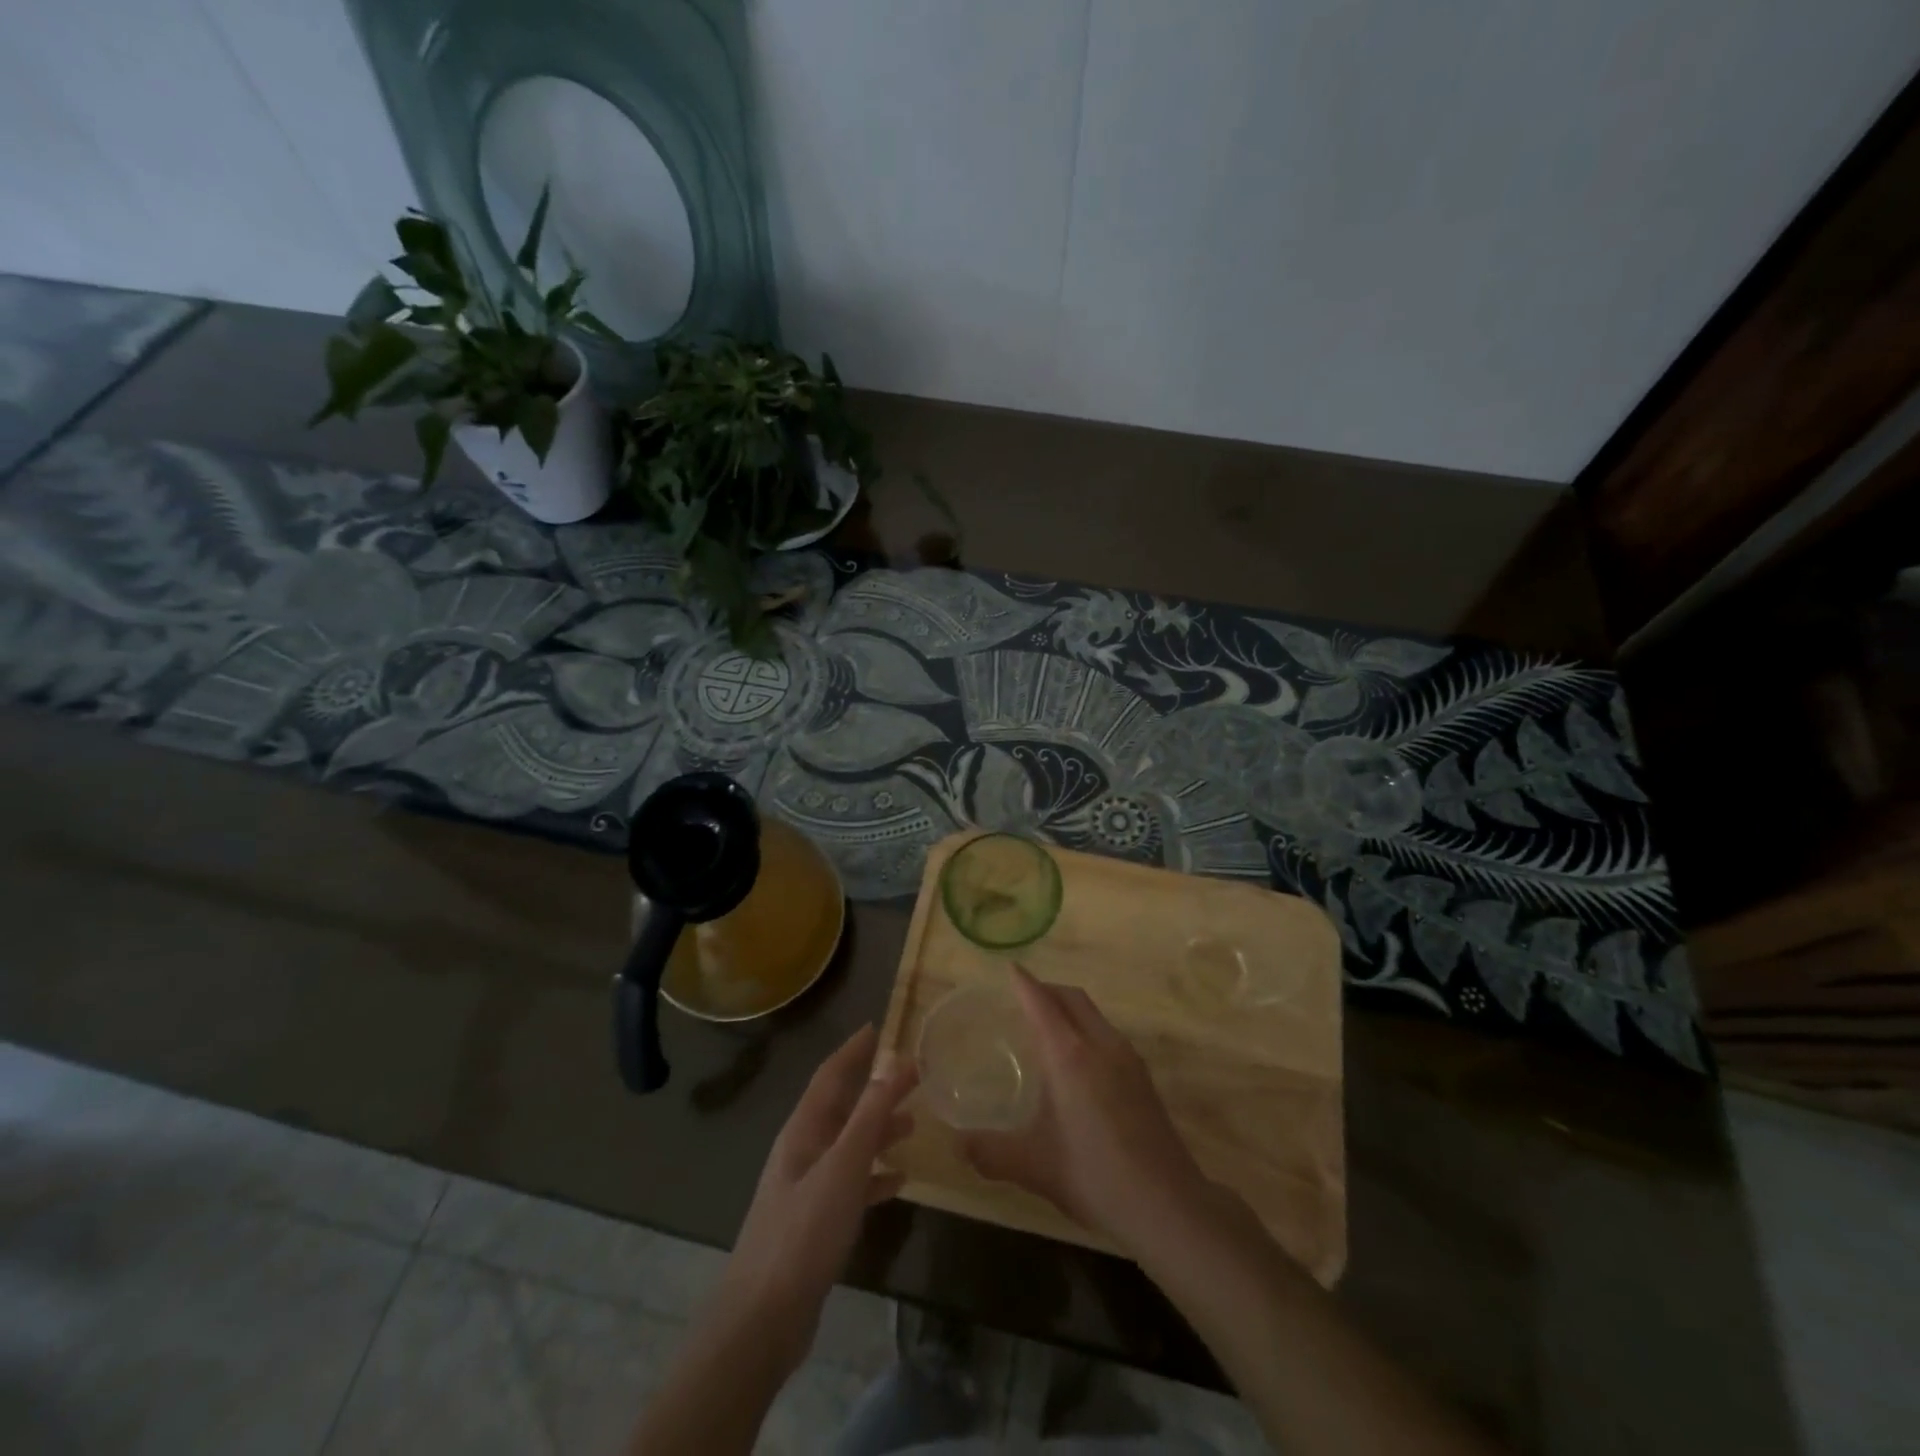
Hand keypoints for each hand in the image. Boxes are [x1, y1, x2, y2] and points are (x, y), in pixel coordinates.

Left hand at [714, 1024, 915, 1374]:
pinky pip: (851, 1183)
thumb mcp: (843, 1167)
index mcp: (803, 1130)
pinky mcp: (815, 1221)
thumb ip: (870, 1115)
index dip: (853, 1050)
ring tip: (913, 1123)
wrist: (762, 1319)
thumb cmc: (803, 1232)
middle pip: (843, 1107)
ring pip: (849, 1144)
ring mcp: (807, 1187)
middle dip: (875, 1089)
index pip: (830, 1074)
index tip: (878, 1027)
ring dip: (878, 1130)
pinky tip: (899, 1181)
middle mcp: (803, 1150)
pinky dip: (874, 1176)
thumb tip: (894, 1062)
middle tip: (913, 1075)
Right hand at [961, 966, 1213, 1255]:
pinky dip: (1087, 1029)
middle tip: (1023, 997)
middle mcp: (1100, 1044)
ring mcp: (1128, 1058)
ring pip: (1094, 1014)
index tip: (1010, 968)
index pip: (1042, 1003)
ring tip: (1047, 1027)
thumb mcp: (1033, 1166)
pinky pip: (1108, 1034)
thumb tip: (958, 1146)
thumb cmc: (1094, 1175)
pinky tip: (1079, 1063)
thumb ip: (990, 1152)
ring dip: (1070, 1008)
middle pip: (1072, 998)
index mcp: (1070, 1055)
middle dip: (1047, 989)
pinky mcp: (1143, 1077)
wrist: (1167, 1204)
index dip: (1024, 983)